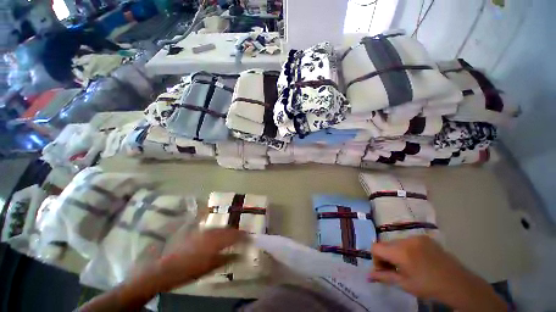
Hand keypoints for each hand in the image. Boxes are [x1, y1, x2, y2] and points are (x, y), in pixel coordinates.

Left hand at [151, 228, 245, 291]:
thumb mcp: (211, 267)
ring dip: (229, 230)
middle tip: (244, 235)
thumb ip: (228, 258)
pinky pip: (213, 229)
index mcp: (216, 241)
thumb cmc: (191, 270)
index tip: (251, 237)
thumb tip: (241, 255)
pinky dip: (220, 231)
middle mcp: (212, 232)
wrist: (168, 267)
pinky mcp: (198, 232)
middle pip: (229, 229)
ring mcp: (204, 230)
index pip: (235, 235)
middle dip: (237, 232)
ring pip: (221, 227)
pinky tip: (220, 235)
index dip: (244, 235)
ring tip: (234, 235)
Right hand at [369, 236, 506, 311]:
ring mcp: (416, 237)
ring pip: (395, 242)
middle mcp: (406, 239)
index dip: (376, 259)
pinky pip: (407, 241)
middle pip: (385, 244)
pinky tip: (416, 260)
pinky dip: (406, 249)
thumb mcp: (405, 284)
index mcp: (401, 251)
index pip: (375, 247)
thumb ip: (384, 277)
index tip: (384, 270)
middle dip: (385, 256)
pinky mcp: (424, 237)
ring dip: (395, 252)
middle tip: (394, 270)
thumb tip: (367, 276)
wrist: (458, 283)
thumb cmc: (429, 287)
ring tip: (406, 266)